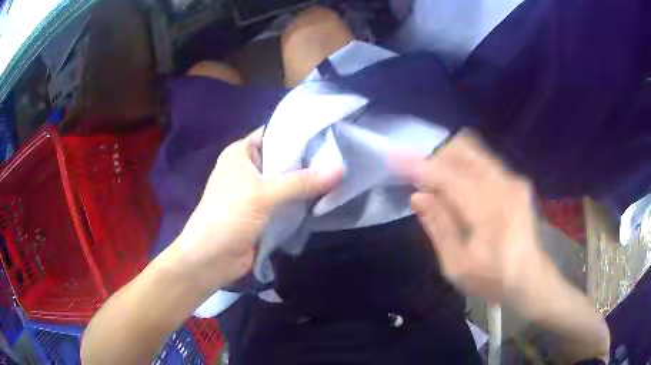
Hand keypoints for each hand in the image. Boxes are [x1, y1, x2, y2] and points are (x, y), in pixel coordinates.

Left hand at [170, 128, 342, 293]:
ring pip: (288, 182)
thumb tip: (342, 169)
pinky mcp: (264, 214)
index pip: (274, 133)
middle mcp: (249, 169)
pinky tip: (328, 197)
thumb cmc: (228, 216)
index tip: (329, 132)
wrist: (210, 259)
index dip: (299, 133)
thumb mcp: (264, 194)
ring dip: (309, 184)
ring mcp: (257, 193)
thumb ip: (302, 182)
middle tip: (343, 155)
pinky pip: (288, 203)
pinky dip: (304, 202)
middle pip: (284, 159)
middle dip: (309, 160)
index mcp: (241, 153)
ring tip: (342, 175)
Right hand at [397, 130, 546, 304]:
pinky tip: (460, 190)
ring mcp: (513, 180)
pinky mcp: (517, 181)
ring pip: (474, 152)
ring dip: (451, 161)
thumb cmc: (494, 278)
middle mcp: (504, 185)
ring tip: (440, 186)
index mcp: (489, 211)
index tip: (395, 159)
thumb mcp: (458, 266)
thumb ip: (438, 227)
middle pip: (464, 149)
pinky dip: (465, 168)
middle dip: (437, 157)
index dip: (419, 166)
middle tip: (423, 180)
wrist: (532, 278)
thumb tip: (417, 197)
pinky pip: (484, 162)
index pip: (448, 176)